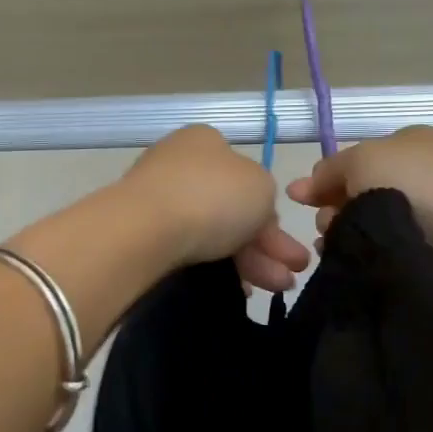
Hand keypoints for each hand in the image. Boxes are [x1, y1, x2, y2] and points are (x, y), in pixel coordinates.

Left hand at [119, 126, 311, 292]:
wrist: (145, 229)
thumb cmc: (212, 196)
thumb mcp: (261, 186)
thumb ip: (265, 196)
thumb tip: (252, 212)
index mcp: (206, 141)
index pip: (246, 176)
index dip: (270, 212)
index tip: (285, 242)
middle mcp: (179, 164)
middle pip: (232, 208)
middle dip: (266, 245)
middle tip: (290, 276)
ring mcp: (157, 198)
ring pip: (213, 232)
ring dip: (249, 261)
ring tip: (274, 290)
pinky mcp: (142, 232)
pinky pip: (188, 250)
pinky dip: (216, 267)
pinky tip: (238, 290)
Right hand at [287, 126, 432, 258]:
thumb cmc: (417, 184)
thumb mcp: (363, 158)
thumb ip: (329, 169)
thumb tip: (302, 188)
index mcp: (409, 145)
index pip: (355, 161)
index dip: (325, 179)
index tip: (300, 200)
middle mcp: (416, 177)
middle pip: (355, 194)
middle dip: (334, 209)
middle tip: (331, 222)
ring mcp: (424, 216)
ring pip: (363, 226)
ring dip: (344, 234)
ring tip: (338, 246)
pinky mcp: (425, 253)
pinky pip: (378, 251)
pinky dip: (361, 255)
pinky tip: (350, 262)